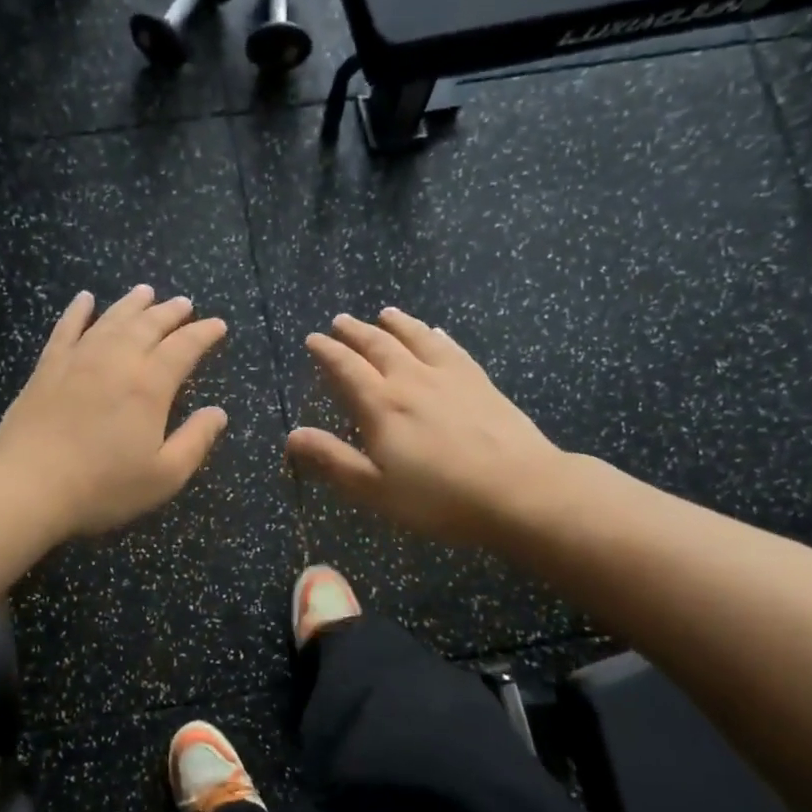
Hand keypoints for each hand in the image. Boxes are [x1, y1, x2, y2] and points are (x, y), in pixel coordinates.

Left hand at [0, 286, 229, 538]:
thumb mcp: (164, 476)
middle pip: (148, 325)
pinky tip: (85, 299)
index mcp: (149, 386)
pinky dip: (78, 310)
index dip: (203, 334)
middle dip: (170, 312)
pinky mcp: (47, 367)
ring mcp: (78, 359)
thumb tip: (218, 413)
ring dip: (132, 304)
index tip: (218, 325)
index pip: (183, 348)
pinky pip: (66, 328)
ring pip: (111, 319)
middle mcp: (116, 361)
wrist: (27, 486)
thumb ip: (195, 441)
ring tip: (146, 292)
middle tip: (184, 303)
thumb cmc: (102, 487)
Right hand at [286, 309, 568, 549]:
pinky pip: (452, 349)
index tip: (313, 339)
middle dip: (355, 332)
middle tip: (340, 321)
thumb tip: (292, 435)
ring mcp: (449, 377)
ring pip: (416, 339)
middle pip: (378, 346)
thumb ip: (333, 460)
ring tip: (384, 313)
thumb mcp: (375, 489)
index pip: (345, 368)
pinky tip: (436, 333)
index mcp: (381, 405)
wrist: (519, 490)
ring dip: (396, 324)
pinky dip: (437, 337)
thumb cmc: (439, 498)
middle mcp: (411, 380)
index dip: (326, 352)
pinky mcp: (480, 382)